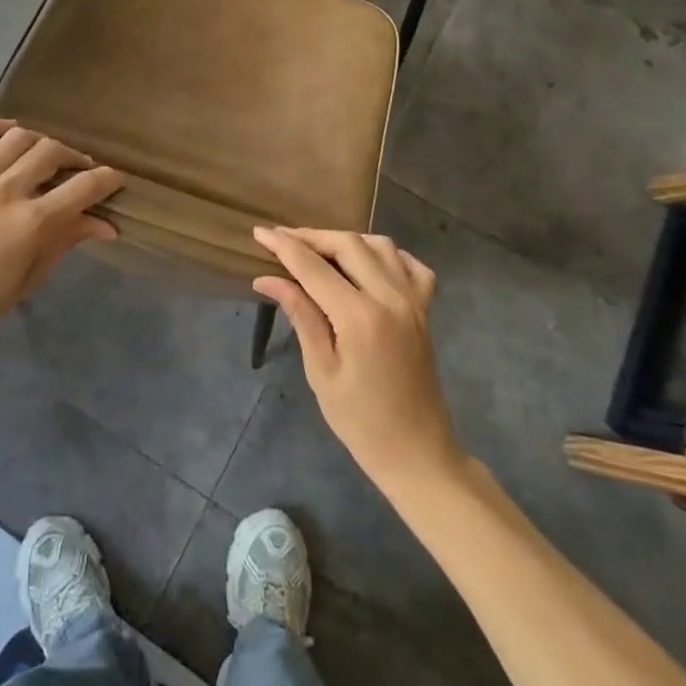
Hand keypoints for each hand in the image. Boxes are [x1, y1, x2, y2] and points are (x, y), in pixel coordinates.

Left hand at [0, 119, 122, 351]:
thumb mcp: (28, 278)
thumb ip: (64, 241)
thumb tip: (104, 224)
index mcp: (31, 222)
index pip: (84, 187)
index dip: (108, 179)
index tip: (116, 179)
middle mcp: (6, 190)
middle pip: (53, 152)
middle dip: (75, 158)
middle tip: (79, 171)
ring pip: (18, 138)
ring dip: (40, 142)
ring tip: (44, 155)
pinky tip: (10, 132)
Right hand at [253, 227, 461, 496]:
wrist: (417, 453)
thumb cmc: (360, 422)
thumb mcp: (321, 372)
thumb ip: (300, 316)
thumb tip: (267, 279)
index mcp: (360, 317)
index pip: (314, 267)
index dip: (284, 246)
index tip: (260, 232)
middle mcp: (390, 298)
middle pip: (347, 244)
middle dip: (312, 236)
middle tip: (283, 239)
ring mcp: (413, 301)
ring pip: (379, 245)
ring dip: (346, 240)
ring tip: (319, 249)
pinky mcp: (425, 310)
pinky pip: (411, 265)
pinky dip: (387, 254)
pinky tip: (368, 261)